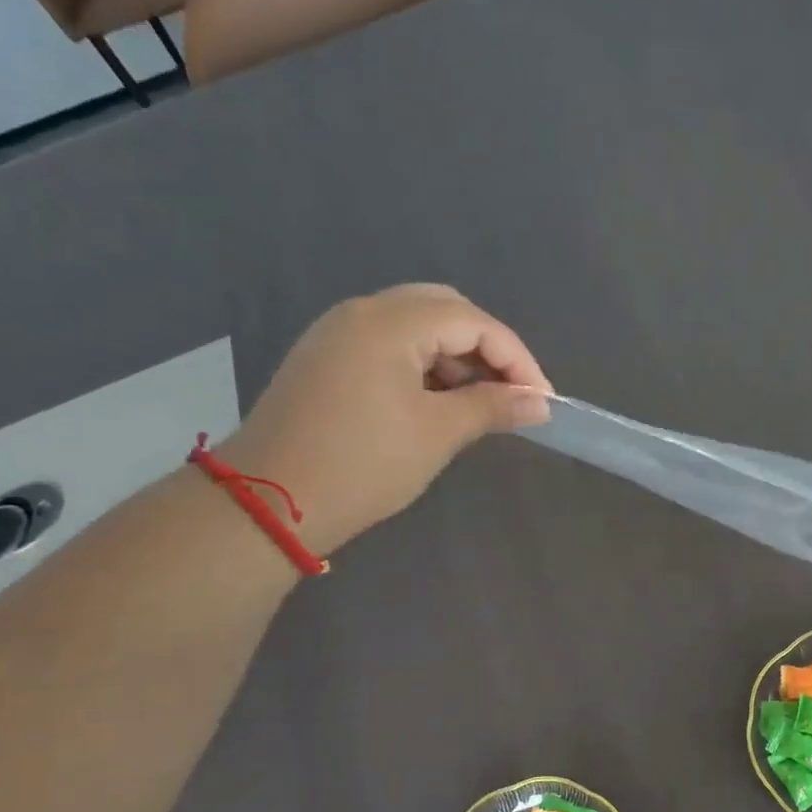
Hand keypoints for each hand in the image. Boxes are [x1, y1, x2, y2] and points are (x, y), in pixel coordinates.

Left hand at [216, 285, 549, 556]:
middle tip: (512, 391)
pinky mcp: (326, 358)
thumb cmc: (364, 464)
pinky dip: (424, 364)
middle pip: (444, 309)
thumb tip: (539, 403)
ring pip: (416, 325)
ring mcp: (338, 333)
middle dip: (487, 348)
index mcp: (390, 323)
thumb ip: (493, 407)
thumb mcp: (438, 433)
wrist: (271, 501)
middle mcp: (362, 312)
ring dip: (456, 356)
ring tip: (480, 402)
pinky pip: (389, 344)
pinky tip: (438, 401)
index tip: (541, 399)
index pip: (473, 322)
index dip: (517, 358)